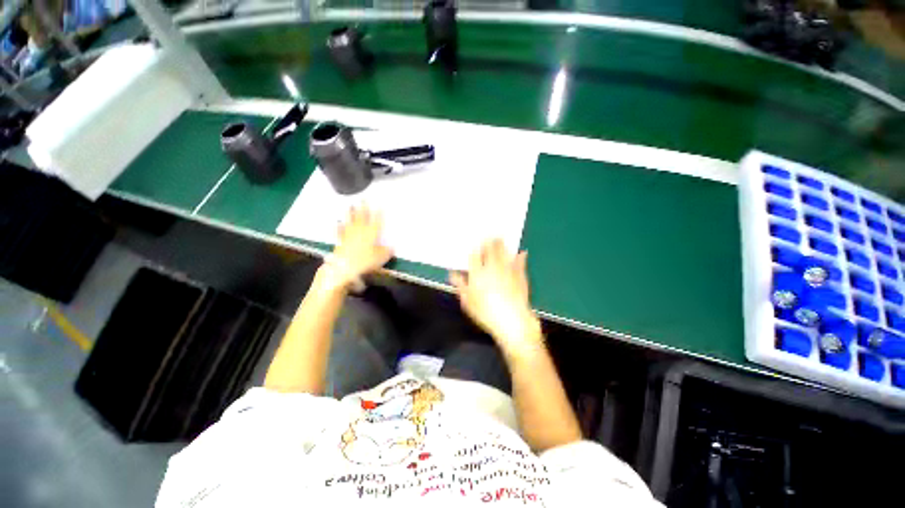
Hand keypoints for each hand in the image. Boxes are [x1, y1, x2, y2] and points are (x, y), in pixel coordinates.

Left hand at [322, 206, 393, 289]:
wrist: (345, 267)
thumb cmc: (365, 261)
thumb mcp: (381, 257)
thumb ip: (387, 251)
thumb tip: (392, 248)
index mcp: (372, 233)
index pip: (377, 220)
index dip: (379, 213)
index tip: (380, 205)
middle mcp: (361, 231)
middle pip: (363, 217)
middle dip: (364, 207)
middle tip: (364, 198)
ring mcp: (349, 234)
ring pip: (351, 221)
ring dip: (351, 213)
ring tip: (351, 205)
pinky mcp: (341, 241)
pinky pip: (340, 231)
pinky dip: (339, 226)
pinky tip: (337, 222)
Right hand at [449, 239, 541, 354]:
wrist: (513, 321)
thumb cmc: (486, 313)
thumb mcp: (468, 302)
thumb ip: (460, 285)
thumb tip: (452, 274)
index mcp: (478, 273)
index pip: (475, 256)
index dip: (475, 248)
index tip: (475, 243)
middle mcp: (493, 267)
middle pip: (491, 250)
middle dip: (490, 241)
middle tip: (489, 234)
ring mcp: (508, 270)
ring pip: (504, 252)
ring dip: (502, 244)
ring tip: (501, 237)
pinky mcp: (520, 275)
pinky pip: (520, 262)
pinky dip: (520, 257)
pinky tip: (521, 252)